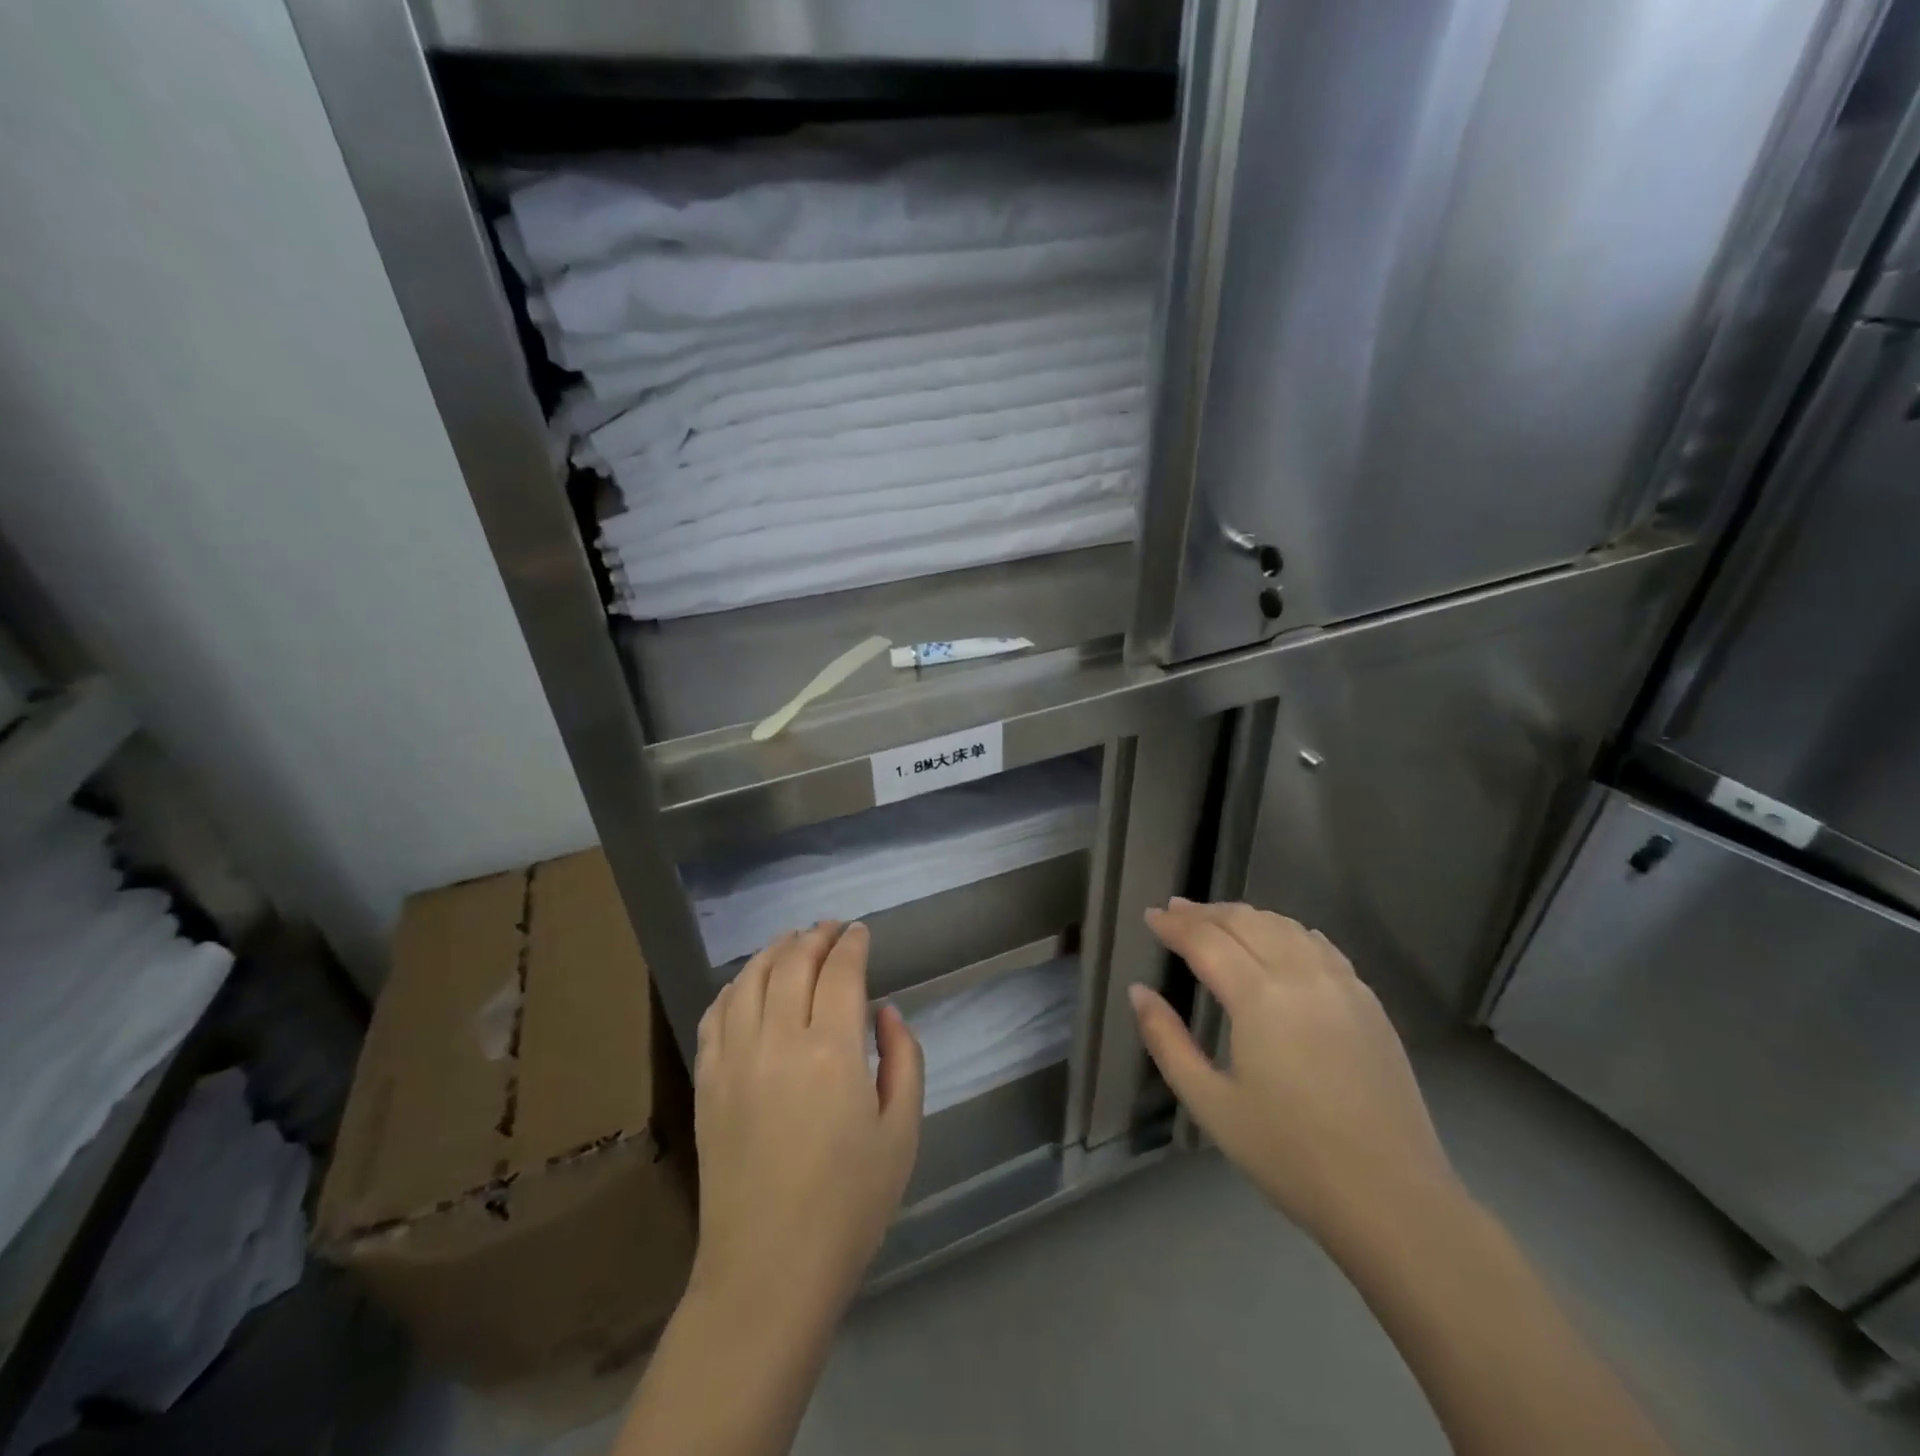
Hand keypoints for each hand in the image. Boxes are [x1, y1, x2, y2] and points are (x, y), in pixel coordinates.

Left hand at [692, 921, 923, 1321]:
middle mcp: (779, 1040)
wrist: (768, 1271)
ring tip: (792, 940)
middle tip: (832, 928)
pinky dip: (736, 985)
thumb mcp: (902, 1132)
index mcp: (832, 1051)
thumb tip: (885, 1013)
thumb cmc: (849, 1205)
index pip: (841, 971)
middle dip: (816, 936)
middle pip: (793, 963)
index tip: (861, 932)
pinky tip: (748, 982)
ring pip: (751, 979)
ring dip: (775, 950)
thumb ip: (903, 1060)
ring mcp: (735, 1059)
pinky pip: (717, 1014)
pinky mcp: (708, 1082)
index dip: (853, 944)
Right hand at [1130, 899, 1457, 1242]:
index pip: (1206, 940)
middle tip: (1175, 910)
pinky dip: (1288, 930)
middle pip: (1246, 922)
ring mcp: (1342, 985)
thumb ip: (1167, 1042)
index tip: (1150, 916)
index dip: (1174, 925)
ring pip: (1285, 926)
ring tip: (1218, 919)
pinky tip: (1280, 937)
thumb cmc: (1290, 1155)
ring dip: (1245, 916)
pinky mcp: (1368, 1003)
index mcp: (1259, 998)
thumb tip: (1139, 993)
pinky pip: (1320, 946)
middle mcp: (1301, 976)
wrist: (1393, 1199)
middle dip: (1205, 912)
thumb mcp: (1211, 1104)